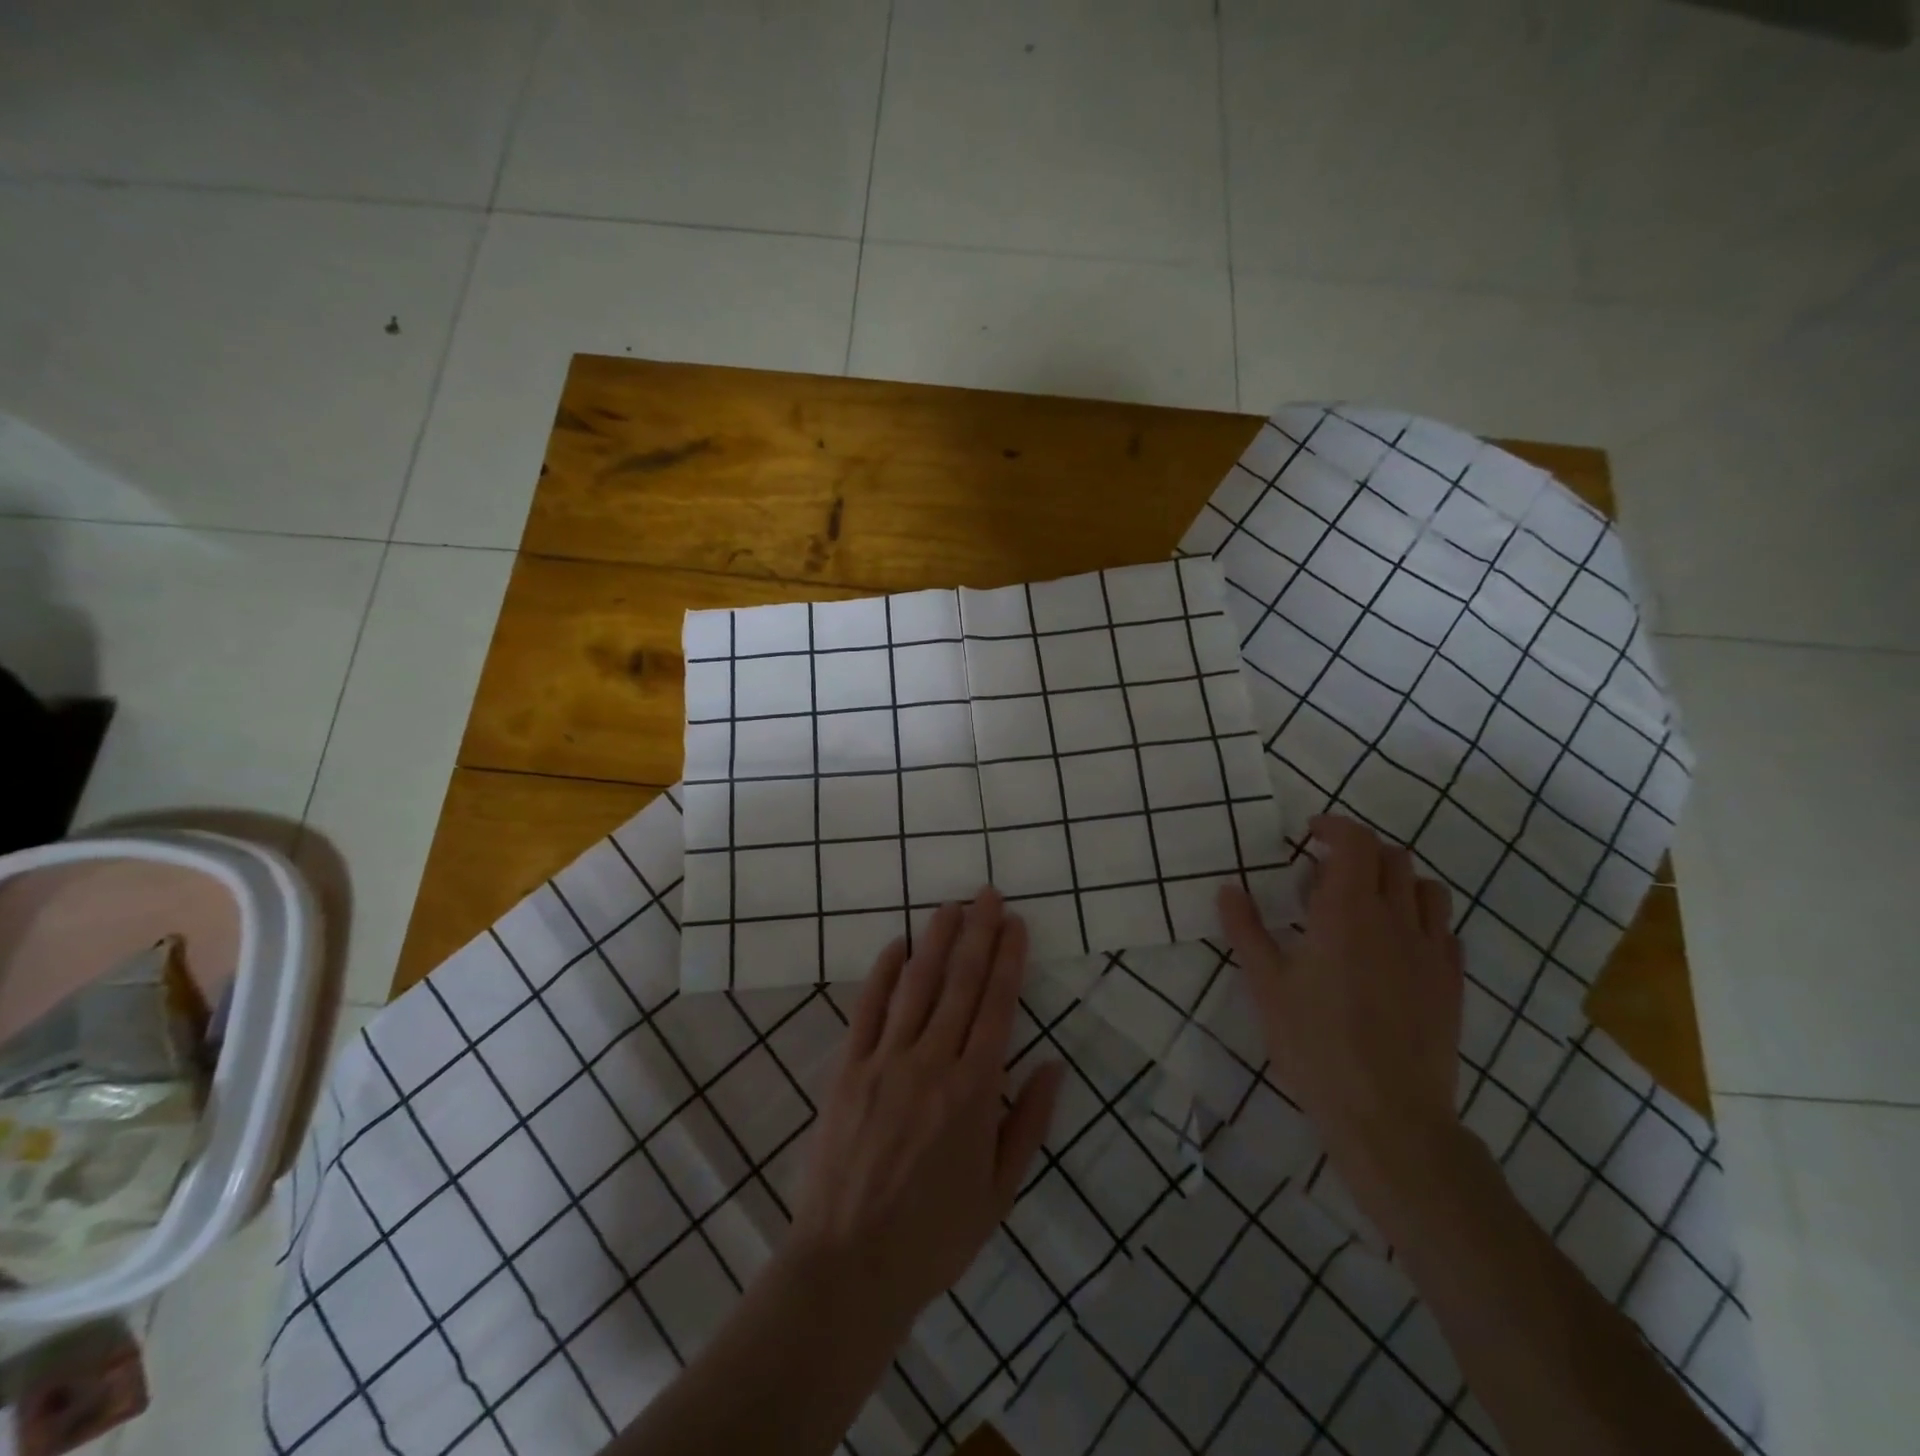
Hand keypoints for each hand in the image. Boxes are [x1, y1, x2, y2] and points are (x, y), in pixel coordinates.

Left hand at [784, 887, 1064, 1334]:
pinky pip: (867, 1010)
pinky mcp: (847, 1070)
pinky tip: (894, 947)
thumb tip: (1054, 1066)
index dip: (1008, 960)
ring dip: (935, 941)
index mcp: (973, 1091)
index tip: (1016, 924)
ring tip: (950, 906)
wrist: (849, 1266)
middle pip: (960, 984)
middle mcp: (932, 1063)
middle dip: (978, 934)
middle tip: (988, 895)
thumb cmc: (934, 1236)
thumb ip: (1027, 1124)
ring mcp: (885, 1062)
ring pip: (917, 986)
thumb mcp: (999, 1193)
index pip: (997, 1007)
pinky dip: (882, 975)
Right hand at [1218, 814, 1466, 1215]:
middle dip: (1359, 851)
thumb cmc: (1315, 1045)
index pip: (1355, 842)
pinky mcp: (1452, 981)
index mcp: (1347, 912)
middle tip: (1325, 876)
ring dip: (1395, 880)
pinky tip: (1396, 946)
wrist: (1388, 1114)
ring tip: (1365, 905)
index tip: (1310, 833)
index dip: (1335, 826)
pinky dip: (1419, 918)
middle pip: (1392, 857)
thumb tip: (1228, 889)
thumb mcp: (1266, 986)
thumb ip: (1246, 930)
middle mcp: (1395, 919)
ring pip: (1426, 888)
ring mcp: (1431, 950)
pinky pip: (1444, 928)